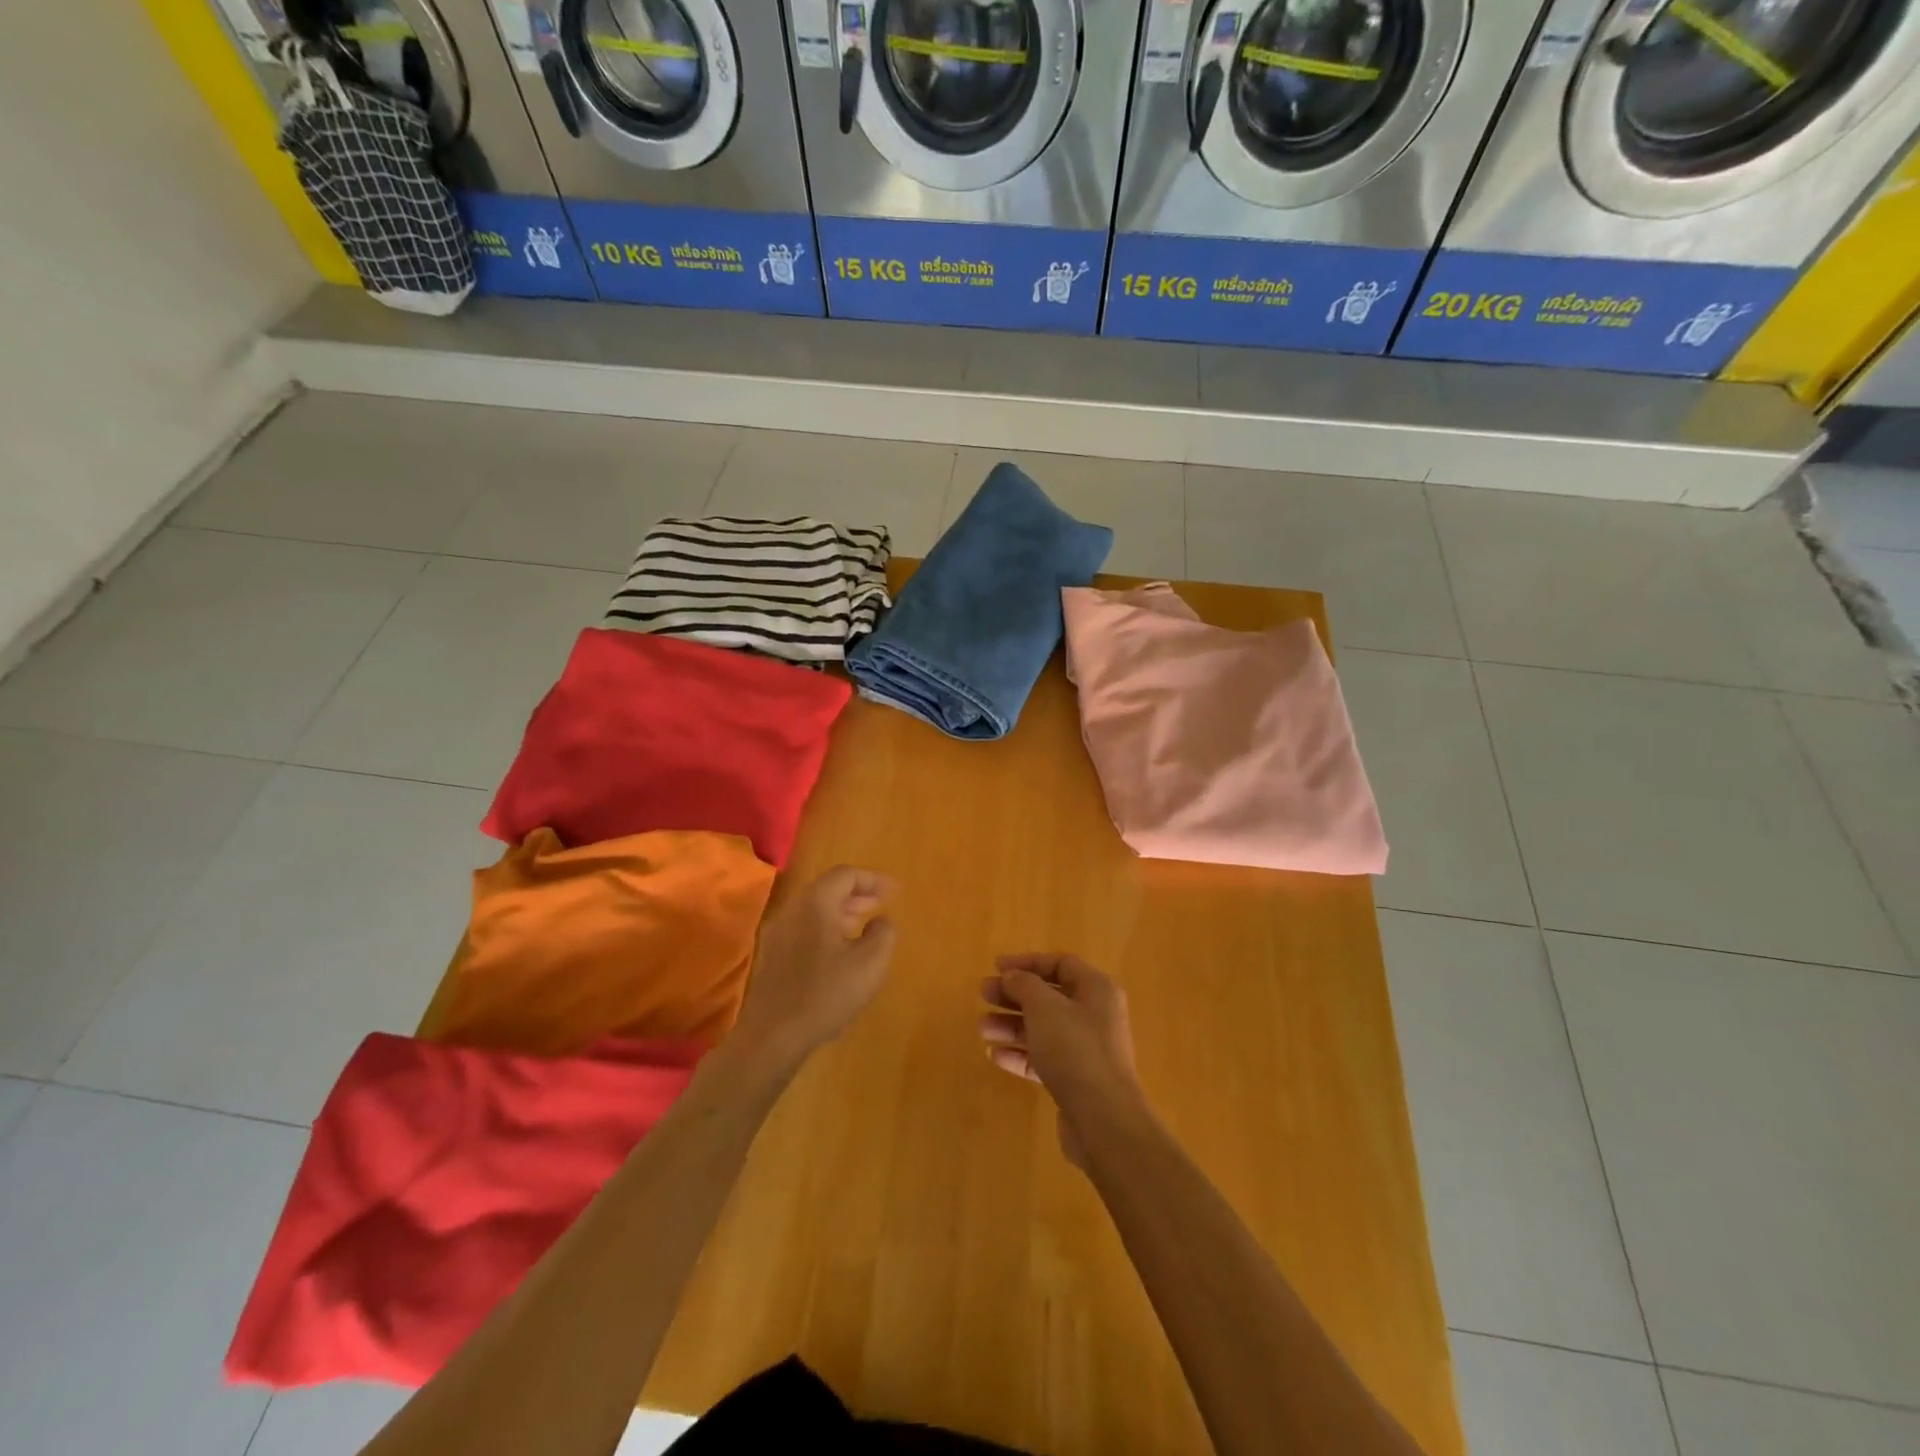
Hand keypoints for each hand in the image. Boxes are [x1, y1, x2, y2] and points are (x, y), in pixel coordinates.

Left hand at [733, 867, 896, 1071]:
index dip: (873, 880)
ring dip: (842, 912)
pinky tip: (840, 953)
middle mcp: (793, 911)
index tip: (895, 892)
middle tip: (881, 905)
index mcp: (815, 904)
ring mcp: (778, 934)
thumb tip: (881, 921)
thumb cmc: (826, 993)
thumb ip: (883, 933)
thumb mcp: (870, 963)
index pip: (845, 875)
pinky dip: (827, 929)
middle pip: (827, 889)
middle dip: (857, 894)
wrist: (773, 1035)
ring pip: (814, 910)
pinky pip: (805, 929)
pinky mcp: (772, 957)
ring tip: (864, 927)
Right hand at [980, 954, 1144, 1168]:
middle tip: (983, 995)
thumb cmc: (1074, 1050)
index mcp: (1096, 989)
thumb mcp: (1044, 1007)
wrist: (1103, 1119)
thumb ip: (1024, 984)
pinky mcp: (1077, 1080)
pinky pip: (1044, 1058)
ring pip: (1044, 1028)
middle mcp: (1095, 1015)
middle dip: (1014, 995)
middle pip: (1049, 996)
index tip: (996, 967)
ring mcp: (1087, 1049)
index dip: (1027, 963)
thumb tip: (1013, 976)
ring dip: (1012, 1025)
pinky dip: (1020, 1054)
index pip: (1060, 964)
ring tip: (982, 1029)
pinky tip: (995, 1056)